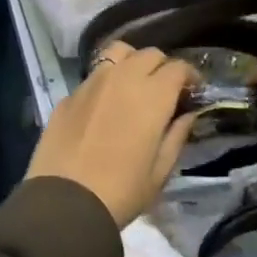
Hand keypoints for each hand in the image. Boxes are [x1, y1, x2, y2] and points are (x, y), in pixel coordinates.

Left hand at [27, 43, 197, 226]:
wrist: (65, 203)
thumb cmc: (122, 191)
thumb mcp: (160, 171)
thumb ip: (177, 135)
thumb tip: (187, 114)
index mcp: (152, 95)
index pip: (178, 67)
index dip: (189, 76)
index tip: (192, 92)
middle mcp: (122, 78)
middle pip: (149, 54)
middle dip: (162, 67)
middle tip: (165, 91)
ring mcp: (91, 83)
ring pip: (117, 53)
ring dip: (132, 63)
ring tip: (134, 86)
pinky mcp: (68, 95)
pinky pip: (93, 75)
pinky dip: (106, 81)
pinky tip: (104, 106)